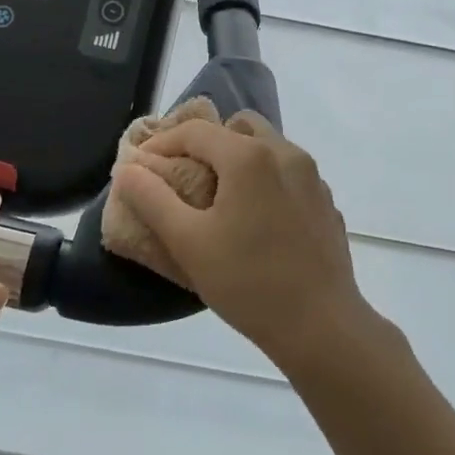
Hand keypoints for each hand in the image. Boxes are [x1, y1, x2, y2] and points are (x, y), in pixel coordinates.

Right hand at [110, 112, 370, 372]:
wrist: (322, 327)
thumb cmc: (248, 282)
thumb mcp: (187, 242)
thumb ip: (152, 199)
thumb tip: (128, 169)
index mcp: (248, 156)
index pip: (195, 131)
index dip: (162, 143)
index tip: (141, 169)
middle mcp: (285, 153)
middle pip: (237, 127)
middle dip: (206, 142)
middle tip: (184, 175)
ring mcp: (312, 177)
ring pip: (267, 146)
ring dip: (238, 157)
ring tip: (219, 196)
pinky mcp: (326, 202)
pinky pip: (288, 172)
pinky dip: (265, 179)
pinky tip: (255, 218)